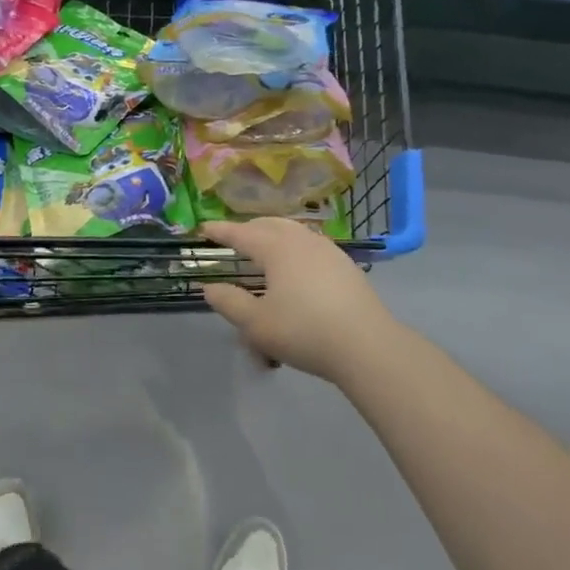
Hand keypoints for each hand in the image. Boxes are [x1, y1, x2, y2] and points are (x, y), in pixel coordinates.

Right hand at [200, 218, 400, 384]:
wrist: (366, 344)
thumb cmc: (304, 331)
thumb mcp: (257, 324)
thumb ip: (229, 303)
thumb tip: (210, 287)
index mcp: (277, 248)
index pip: (242, 233)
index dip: (221, 231)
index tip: (204, 229)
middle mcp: (302, 240)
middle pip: (270, 224)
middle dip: (248, 229)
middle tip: (233, 238)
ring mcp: (327, 250)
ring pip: (294, 231)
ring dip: (274, 234)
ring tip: (264, 247)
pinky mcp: (345, 264)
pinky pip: (311, 244)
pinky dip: (295, 246)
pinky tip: (297, 265)